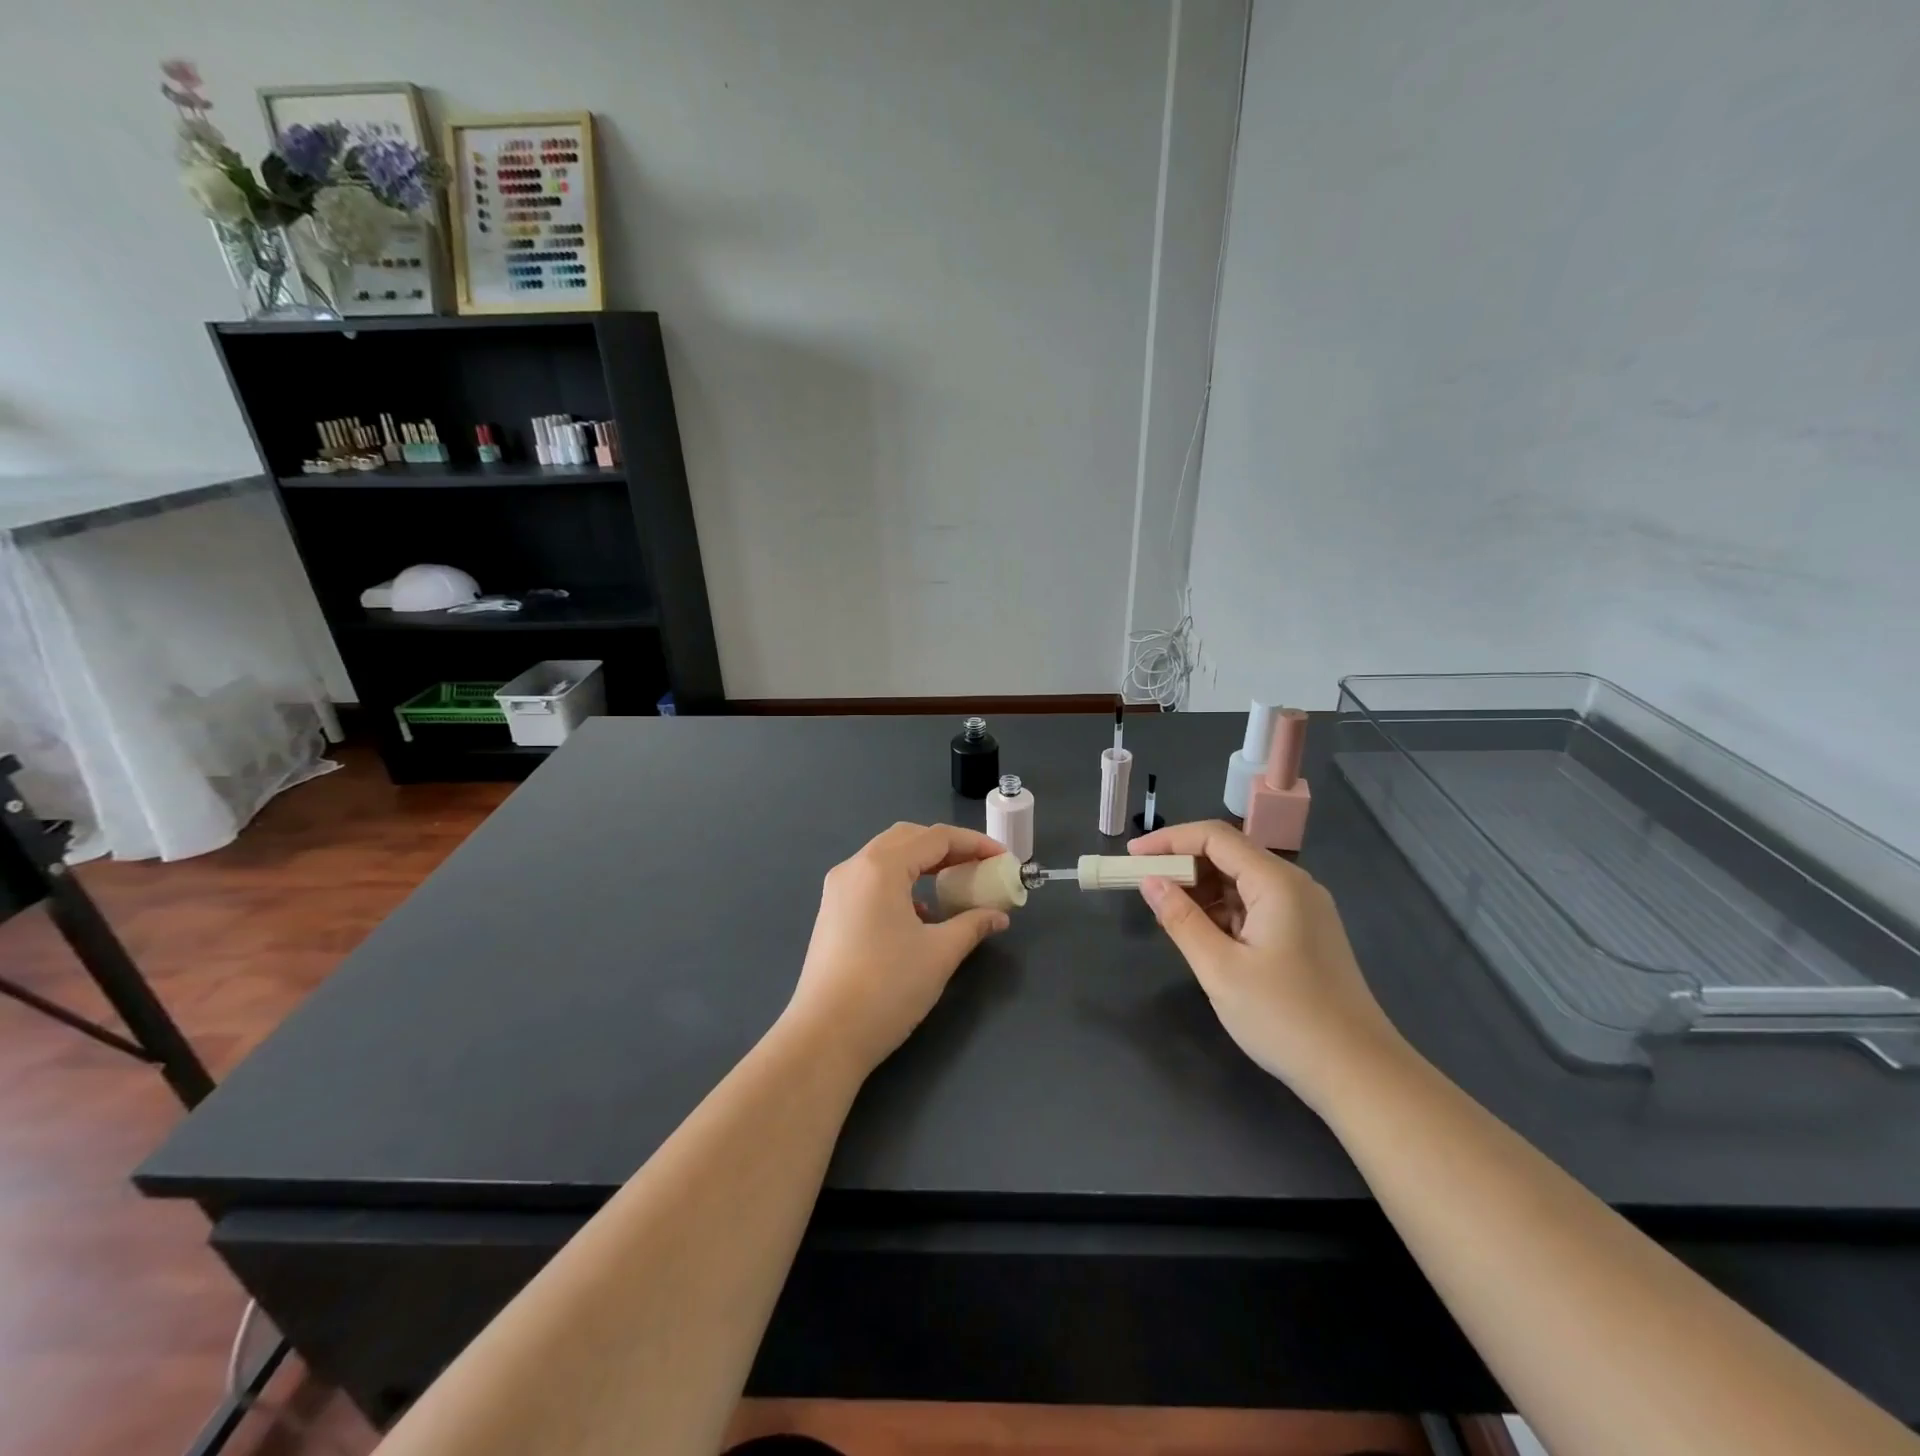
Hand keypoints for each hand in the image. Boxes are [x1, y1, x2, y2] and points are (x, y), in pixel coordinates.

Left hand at [783, 822, 1012, 1080]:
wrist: (825, 1036)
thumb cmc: (887, 987)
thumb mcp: (940, 954)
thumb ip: (972, 925)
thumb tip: (998, 916)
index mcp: (881, 867)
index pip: (935, 837)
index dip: (974, 843)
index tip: (1003, 858)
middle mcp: (854, 867)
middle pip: (908, 838)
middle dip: (947, 847)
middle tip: (978, 866)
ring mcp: (838, 890)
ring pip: (887, 858)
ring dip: (923, 864)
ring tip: (953, 886)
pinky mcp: (831, 912)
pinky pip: (872, 881)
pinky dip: (901, 883)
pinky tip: (919, 915)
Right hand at [1129, 820, 1405, 1102]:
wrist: (1359, 1074)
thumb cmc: (1285, 1018)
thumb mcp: (1220, 969)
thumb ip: (1181, 919)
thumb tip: (1150, 881)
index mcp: (1276, 882)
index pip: (1214, 837)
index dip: (1168, 840)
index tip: (1131, 856)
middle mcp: (1293, 885)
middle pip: (1229, 855)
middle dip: (1183, 865)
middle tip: (1144, 888)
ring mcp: (1303, 910)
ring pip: (1241, 881)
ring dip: (1202, 891)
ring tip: (1167, 915)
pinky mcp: (1305, 934)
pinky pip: (1255, 905)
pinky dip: (1223, 912)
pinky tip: (1202, 934)